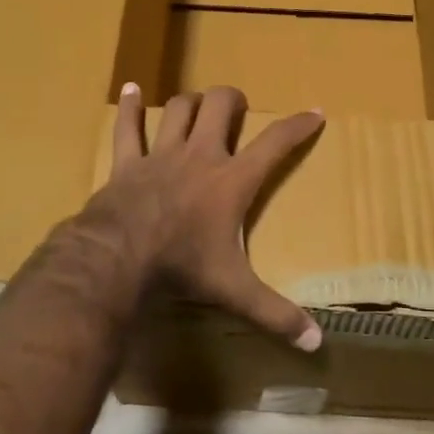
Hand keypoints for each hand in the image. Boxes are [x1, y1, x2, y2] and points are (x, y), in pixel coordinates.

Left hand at [73, 83, 325, 349]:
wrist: (118, 258)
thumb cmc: (182, 267)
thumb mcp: (234, 290)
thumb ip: (275, 313)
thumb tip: (316, 344)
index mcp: (232, 180)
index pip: (275, 143)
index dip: (298, 126)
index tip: (314, 112)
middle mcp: (200, 155)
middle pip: (221, 106)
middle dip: (233, 100)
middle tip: (237, 110)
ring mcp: (162, 154)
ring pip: (179, 108)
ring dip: (191, 102)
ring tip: (198, 105)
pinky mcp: (128, 162)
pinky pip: (128, 127)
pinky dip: (130, 108)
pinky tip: (131, 89)